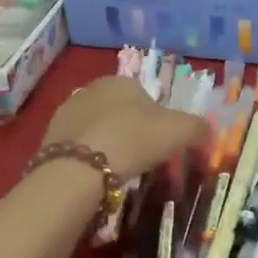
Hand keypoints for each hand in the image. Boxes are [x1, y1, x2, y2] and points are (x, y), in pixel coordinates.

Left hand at [42, 76, 206, 180]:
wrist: (80, 168)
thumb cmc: (135, 140)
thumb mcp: (180, 132)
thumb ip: (198, 128)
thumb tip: (208, 131)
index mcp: (122, 80)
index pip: (145, 95)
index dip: (157, 120)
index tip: (161, 145)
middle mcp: (92, 88)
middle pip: (119, 110)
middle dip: (130, 130)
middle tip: (141, 159)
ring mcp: (66, 112)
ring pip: (96, 127)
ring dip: (107, 143)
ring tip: (117, 171)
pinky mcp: (49, 138)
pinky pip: (77, 146)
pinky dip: (87, 158)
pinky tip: (94, 177)